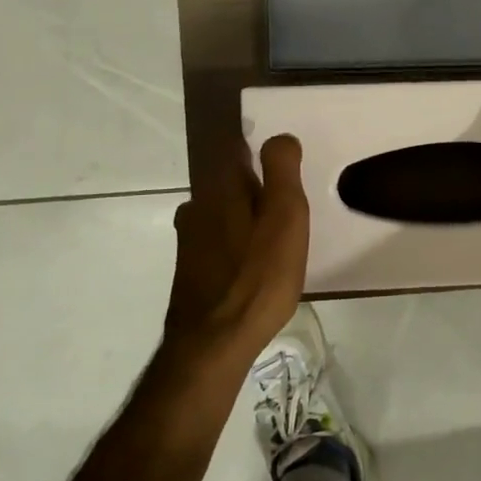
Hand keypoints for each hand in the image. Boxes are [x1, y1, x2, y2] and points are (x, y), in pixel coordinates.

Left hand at [162, 134, 309, 367]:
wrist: (213, 344)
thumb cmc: (258, 277)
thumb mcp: (286, 217)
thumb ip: (282, 171)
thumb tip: (279, 137)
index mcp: (221, 187)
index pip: (237, 148)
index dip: (263, 152)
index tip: (287, 165)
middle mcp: (197, 205)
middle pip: (230, 181)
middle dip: (257, 187)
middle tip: (291, 206)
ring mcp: (189, 239)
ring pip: (223, 212)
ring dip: (247, 216)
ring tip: (276, 238)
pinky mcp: (189, 267)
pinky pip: (218, 239)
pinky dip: (237, 242)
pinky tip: (255, 264)